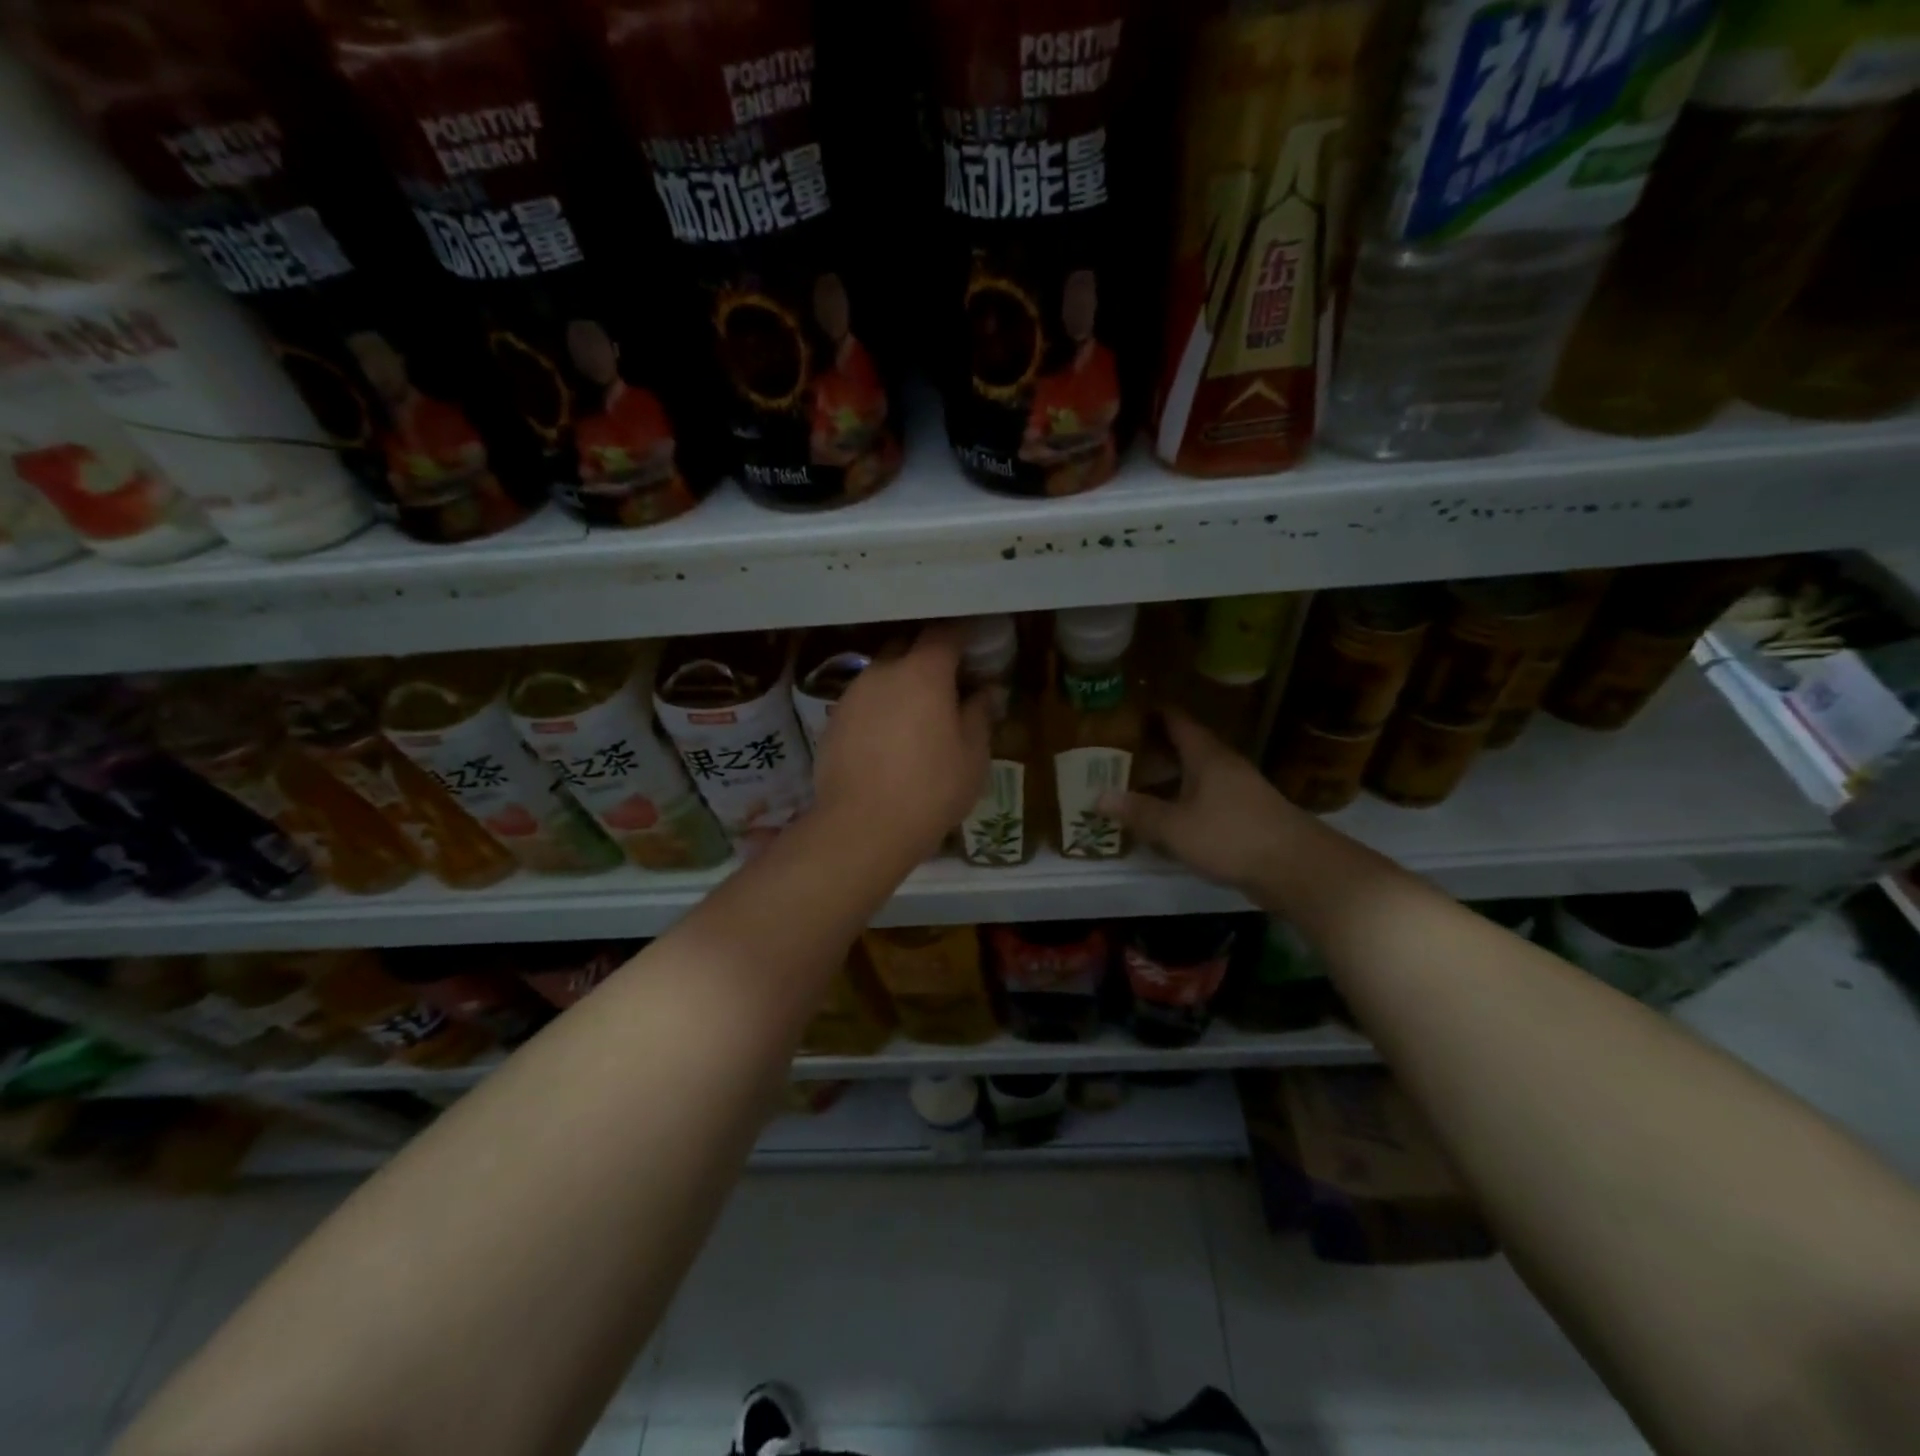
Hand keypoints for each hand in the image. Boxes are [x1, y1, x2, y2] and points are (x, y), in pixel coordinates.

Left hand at [813, 621, 991, 861]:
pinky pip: (863, 701)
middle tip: (947, 679)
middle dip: (927, 654)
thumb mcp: (972, 756)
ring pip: (881, 673)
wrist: (862, 827)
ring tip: (915, 712)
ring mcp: (853, 695)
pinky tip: (887, 737)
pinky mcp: (833, 720)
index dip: (962, 633)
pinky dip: (879, 707)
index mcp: (923, 673)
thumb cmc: (931, 789)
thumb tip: (982, 692)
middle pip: (907, 646)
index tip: (975, 642)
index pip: (945, 633)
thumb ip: (978, 715)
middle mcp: (884, 672)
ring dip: (900, 682)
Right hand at [1098, 709, 1304, 890]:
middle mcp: (1223, 765)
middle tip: (1116, 752)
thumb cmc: (1231, 836)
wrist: (1297, 869)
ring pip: (1195, 775)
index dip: (1152, 712)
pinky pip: (1205, 798)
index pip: (1176, 720)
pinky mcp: (1246, 814)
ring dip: (1167, 777)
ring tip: (1133, 783)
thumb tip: (1098, 797)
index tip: (1124, 710)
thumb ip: (1137, 812)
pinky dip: (1183, 800)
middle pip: (1184, 747)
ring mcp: (1238, 789)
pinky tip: (1166, 816)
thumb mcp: (1175, 827)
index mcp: (1206, 756)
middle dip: (1152, 748)